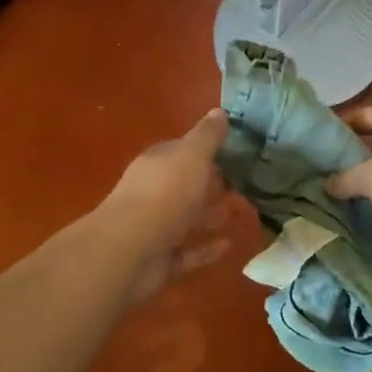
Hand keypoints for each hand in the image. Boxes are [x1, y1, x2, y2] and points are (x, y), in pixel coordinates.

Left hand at [103, 109, 234, 300]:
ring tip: (240, 212)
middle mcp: (152, 192)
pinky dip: (205, 249)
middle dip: (209, 184)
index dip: (204, 150)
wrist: (129, 251)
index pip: (181, 151)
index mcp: (157, 163)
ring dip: (209, 216)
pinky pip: (187, 253)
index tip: (232, 151)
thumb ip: (207, 136)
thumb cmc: (164, 194)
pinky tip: (228, 246)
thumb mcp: (192, 156)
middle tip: (242, 184)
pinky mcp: (158, 260)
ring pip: (185, 218)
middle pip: (183, 185)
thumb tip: (219, 111)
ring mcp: (153, 228)